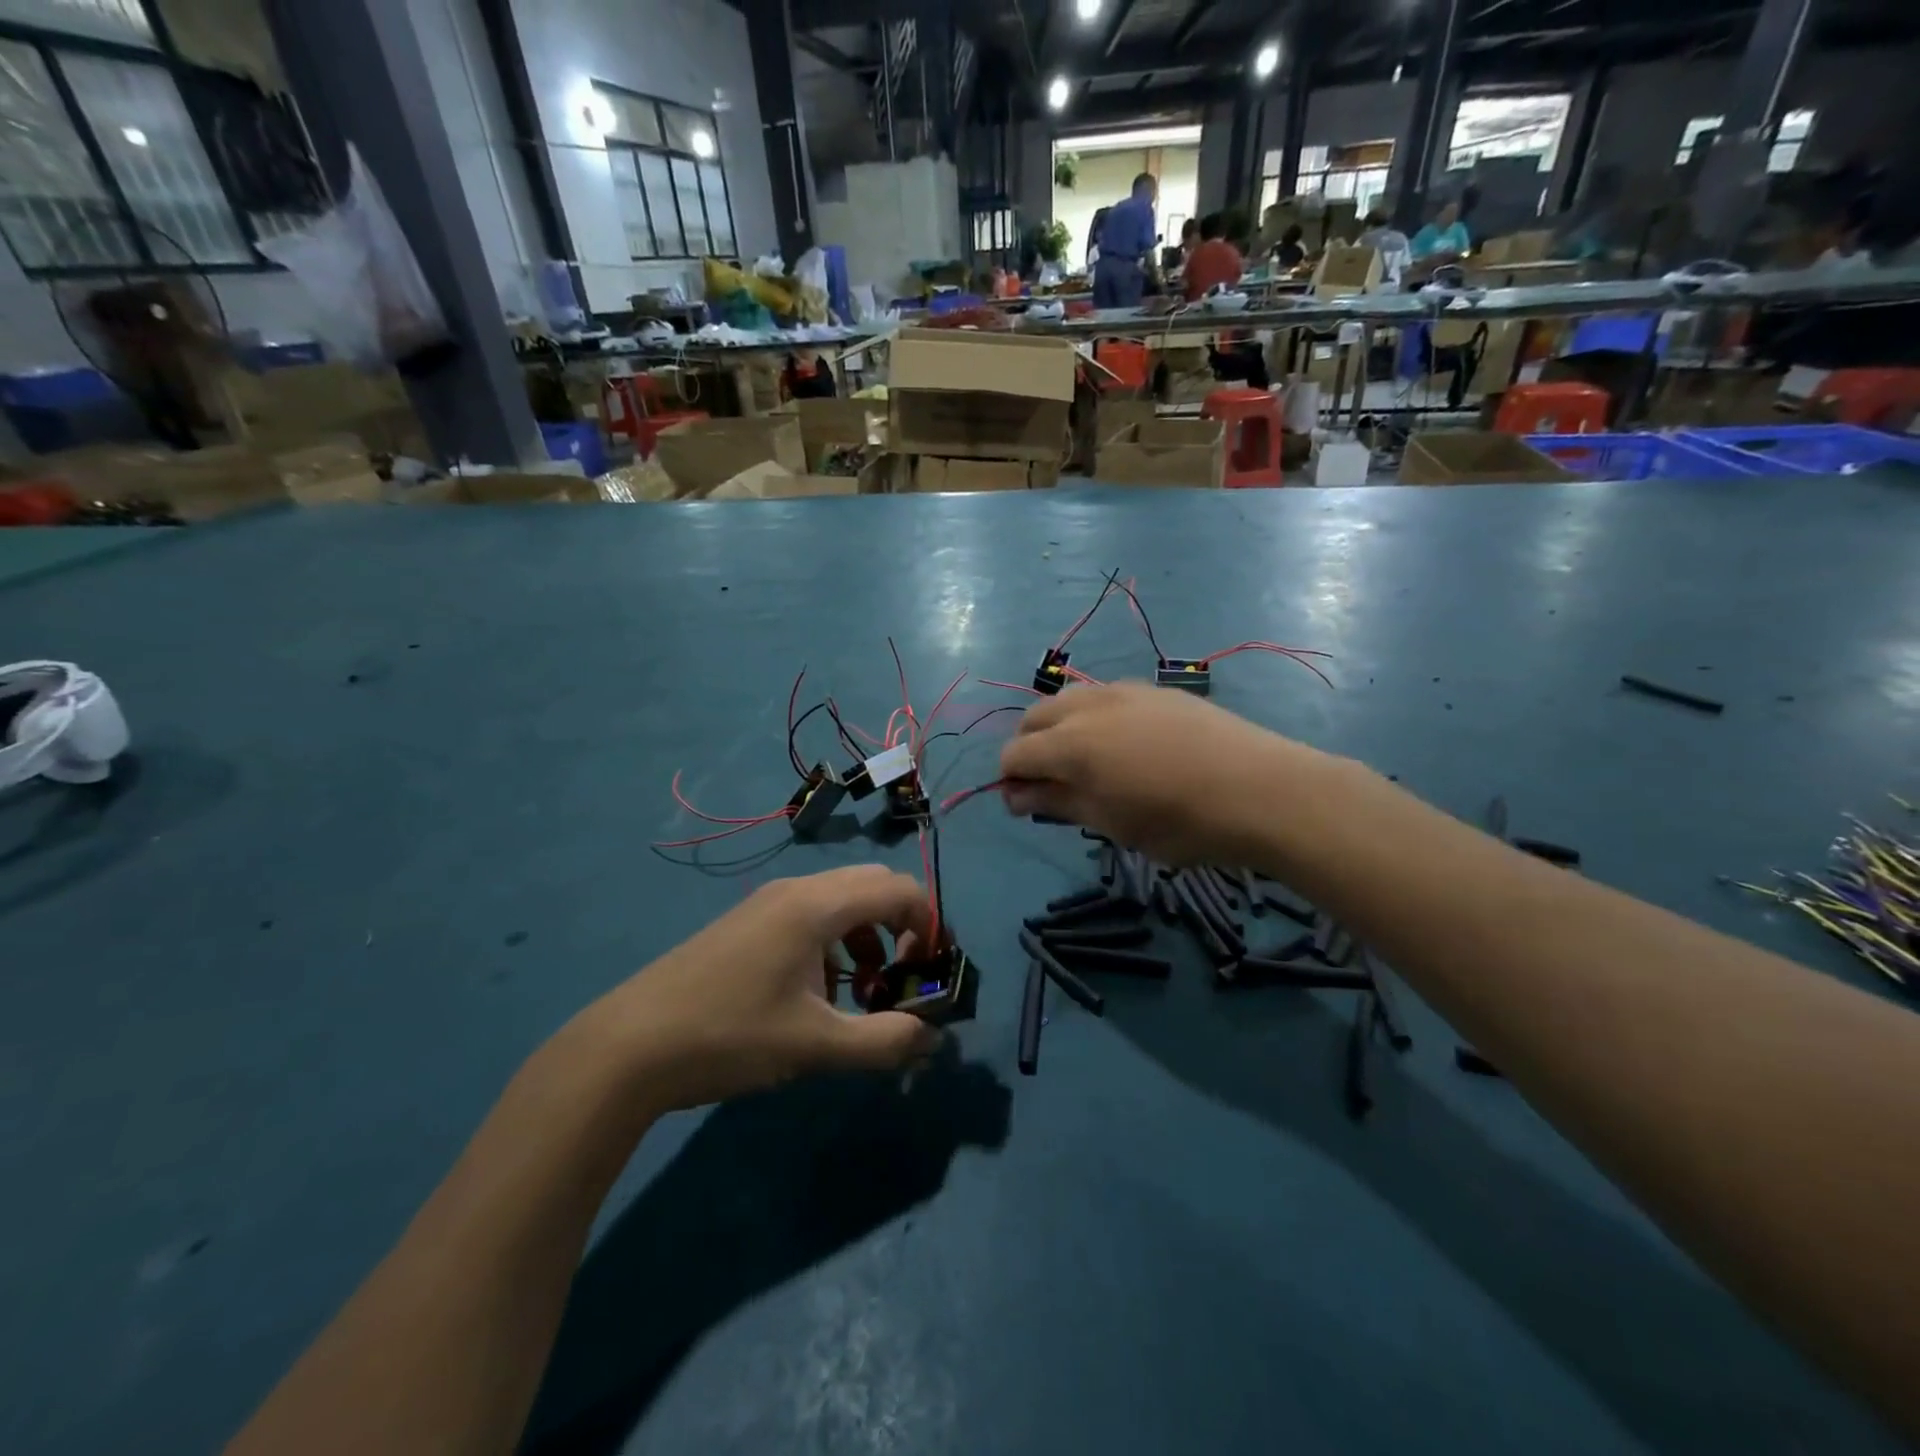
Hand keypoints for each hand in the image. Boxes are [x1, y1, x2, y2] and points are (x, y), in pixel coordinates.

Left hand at [586, 867, 942, 1113]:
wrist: (629, 1046)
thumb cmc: (730, 1036)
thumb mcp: (816, 1046)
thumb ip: (885, 1041)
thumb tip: (933, 1040)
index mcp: (817, 905)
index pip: (898, 889)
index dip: (929, 925)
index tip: (931, 973)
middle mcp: (796, 890)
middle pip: (873, 887)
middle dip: (902, 928)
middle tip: (905, 978)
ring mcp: (767, 905)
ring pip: (842, 902)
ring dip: (869, 938)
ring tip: (865, 993)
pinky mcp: (748, 924)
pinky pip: (812, 917)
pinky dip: (836, 944)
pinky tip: (819, 995)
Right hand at [998, 682, 1313, 864]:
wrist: (1260, 789)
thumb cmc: (1178, 821)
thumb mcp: (1111, 822)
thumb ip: (1057, 802)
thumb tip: (1015, 795)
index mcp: (1070, 743)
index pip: (1014, 754)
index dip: (1011, 781)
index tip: (1027, 806)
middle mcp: (1088, 706)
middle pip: (1034, 718)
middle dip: (1030, 748)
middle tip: (1052, 785)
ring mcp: (1123, 691)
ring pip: (1069, 700)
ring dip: (1060, 728)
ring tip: (1086, 763)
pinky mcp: (1154, 689)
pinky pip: (1104, 696)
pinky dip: (1094, 717)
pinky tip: (1124, 745)